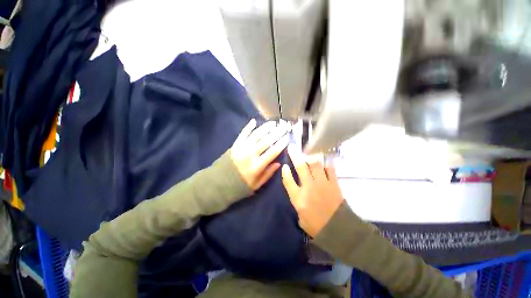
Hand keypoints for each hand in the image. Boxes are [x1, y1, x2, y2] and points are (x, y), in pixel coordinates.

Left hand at [231, 119, 289, 190]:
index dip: (281, 144)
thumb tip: (279, 163)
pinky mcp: (235, 145)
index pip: (273, 152)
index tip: (287, 137)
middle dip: (276, 133)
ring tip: (273, 123)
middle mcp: (250, 154)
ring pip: (256, 135)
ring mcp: (242, 148)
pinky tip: (254, 121)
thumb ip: (268, 174)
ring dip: (265, 128)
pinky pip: (243, 134)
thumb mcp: (256, 185)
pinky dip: (248, 127)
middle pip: (266, 141)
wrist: (218, 184)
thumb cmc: (239, 186)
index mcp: (257, 166)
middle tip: (283, 127)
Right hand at [282, 145, 343, 236]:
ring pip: (315, 164)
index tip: (285, 165)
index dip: (285, 171)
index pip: (288, 180)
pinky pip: (329, 169)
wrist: (339, 229)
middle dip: (295, 156)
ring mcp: (322, 184)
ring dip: (310, 157)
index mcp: (298, 197)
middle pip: (300, 167)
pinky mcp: (334, 183)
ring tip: (308, 151)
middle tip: (292, 147)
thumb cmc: (317, 225)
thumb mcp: (300, 217)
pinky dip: (326, 163)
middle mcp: (309, 187)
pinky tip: (324, 160)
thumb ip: (297, 202)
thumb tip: (297, 190)